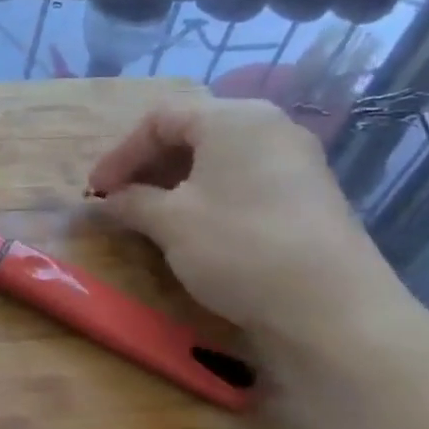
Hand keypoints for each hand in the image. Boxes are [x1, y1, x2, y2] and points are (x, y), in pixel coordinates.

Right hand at [87, 89, 403, 350]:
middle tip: (119, 199)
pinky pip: (243, 180)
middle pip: (192, 132)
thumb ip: (131, 202)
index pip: (160, 118)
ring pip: (218, 158)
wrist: (332, 310)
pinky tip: (192, 227)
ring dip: (175, 182)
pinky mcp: (307, 196)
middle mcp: (268, 127)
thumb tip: (107, 201)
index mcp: (234, 118)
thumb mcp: (170, 222)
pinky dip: (208, 195)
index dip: (120, 153)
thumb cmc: (239, 247)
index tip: (95, 190)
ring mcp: (294, 161)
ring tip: (149, 215)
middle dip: (147, 165)